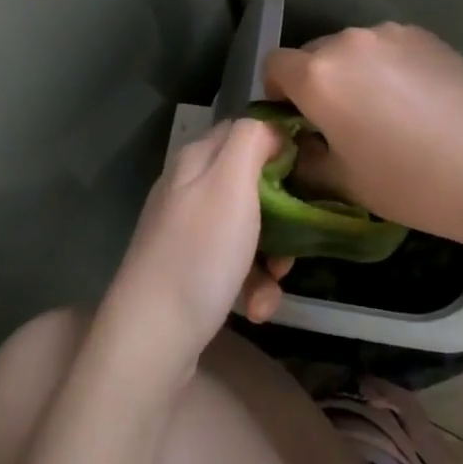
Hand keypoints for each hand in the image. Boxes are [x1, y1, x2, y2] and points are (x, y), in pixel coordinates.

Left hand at [102, 119, 290, 376]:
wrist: (152, 337)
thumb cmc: (200, 252)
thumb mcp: (231, 183)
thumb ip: (251, 140)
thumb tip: (271, 126)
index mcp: (197, 159)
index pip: (245, 131)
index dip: (279, 145)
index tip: (310, 172)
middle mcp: (188, 188)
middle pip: (251, 185)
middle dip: (282, 215)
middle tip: (295, 241)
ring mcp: (186, 232)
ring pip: (247, 230)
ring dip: (270, 259)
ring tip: (272, 286)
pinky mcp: (188, 272)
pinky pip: (233, 266)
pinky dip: (250, 285)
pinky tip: (253, 309)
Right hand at [265, 23, 462, 247]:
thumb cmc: (411, 184)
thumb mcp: (344, 182)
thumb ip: (306, 158)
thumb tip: (299, 143)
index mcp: (320, 76)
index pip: (274, 65)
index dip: (276, 92)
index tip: (297, 120)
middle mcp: (348, 42)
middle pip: (313, 54)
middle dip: (316, 82)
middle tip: (341, 121)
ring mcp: (389, 33)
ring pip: (352, 49)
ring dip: (353, 72)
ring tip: (384, 110)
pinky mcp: (423, 35)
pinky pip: (386, 47)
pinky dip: (386, 66)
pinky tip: (416, 100)